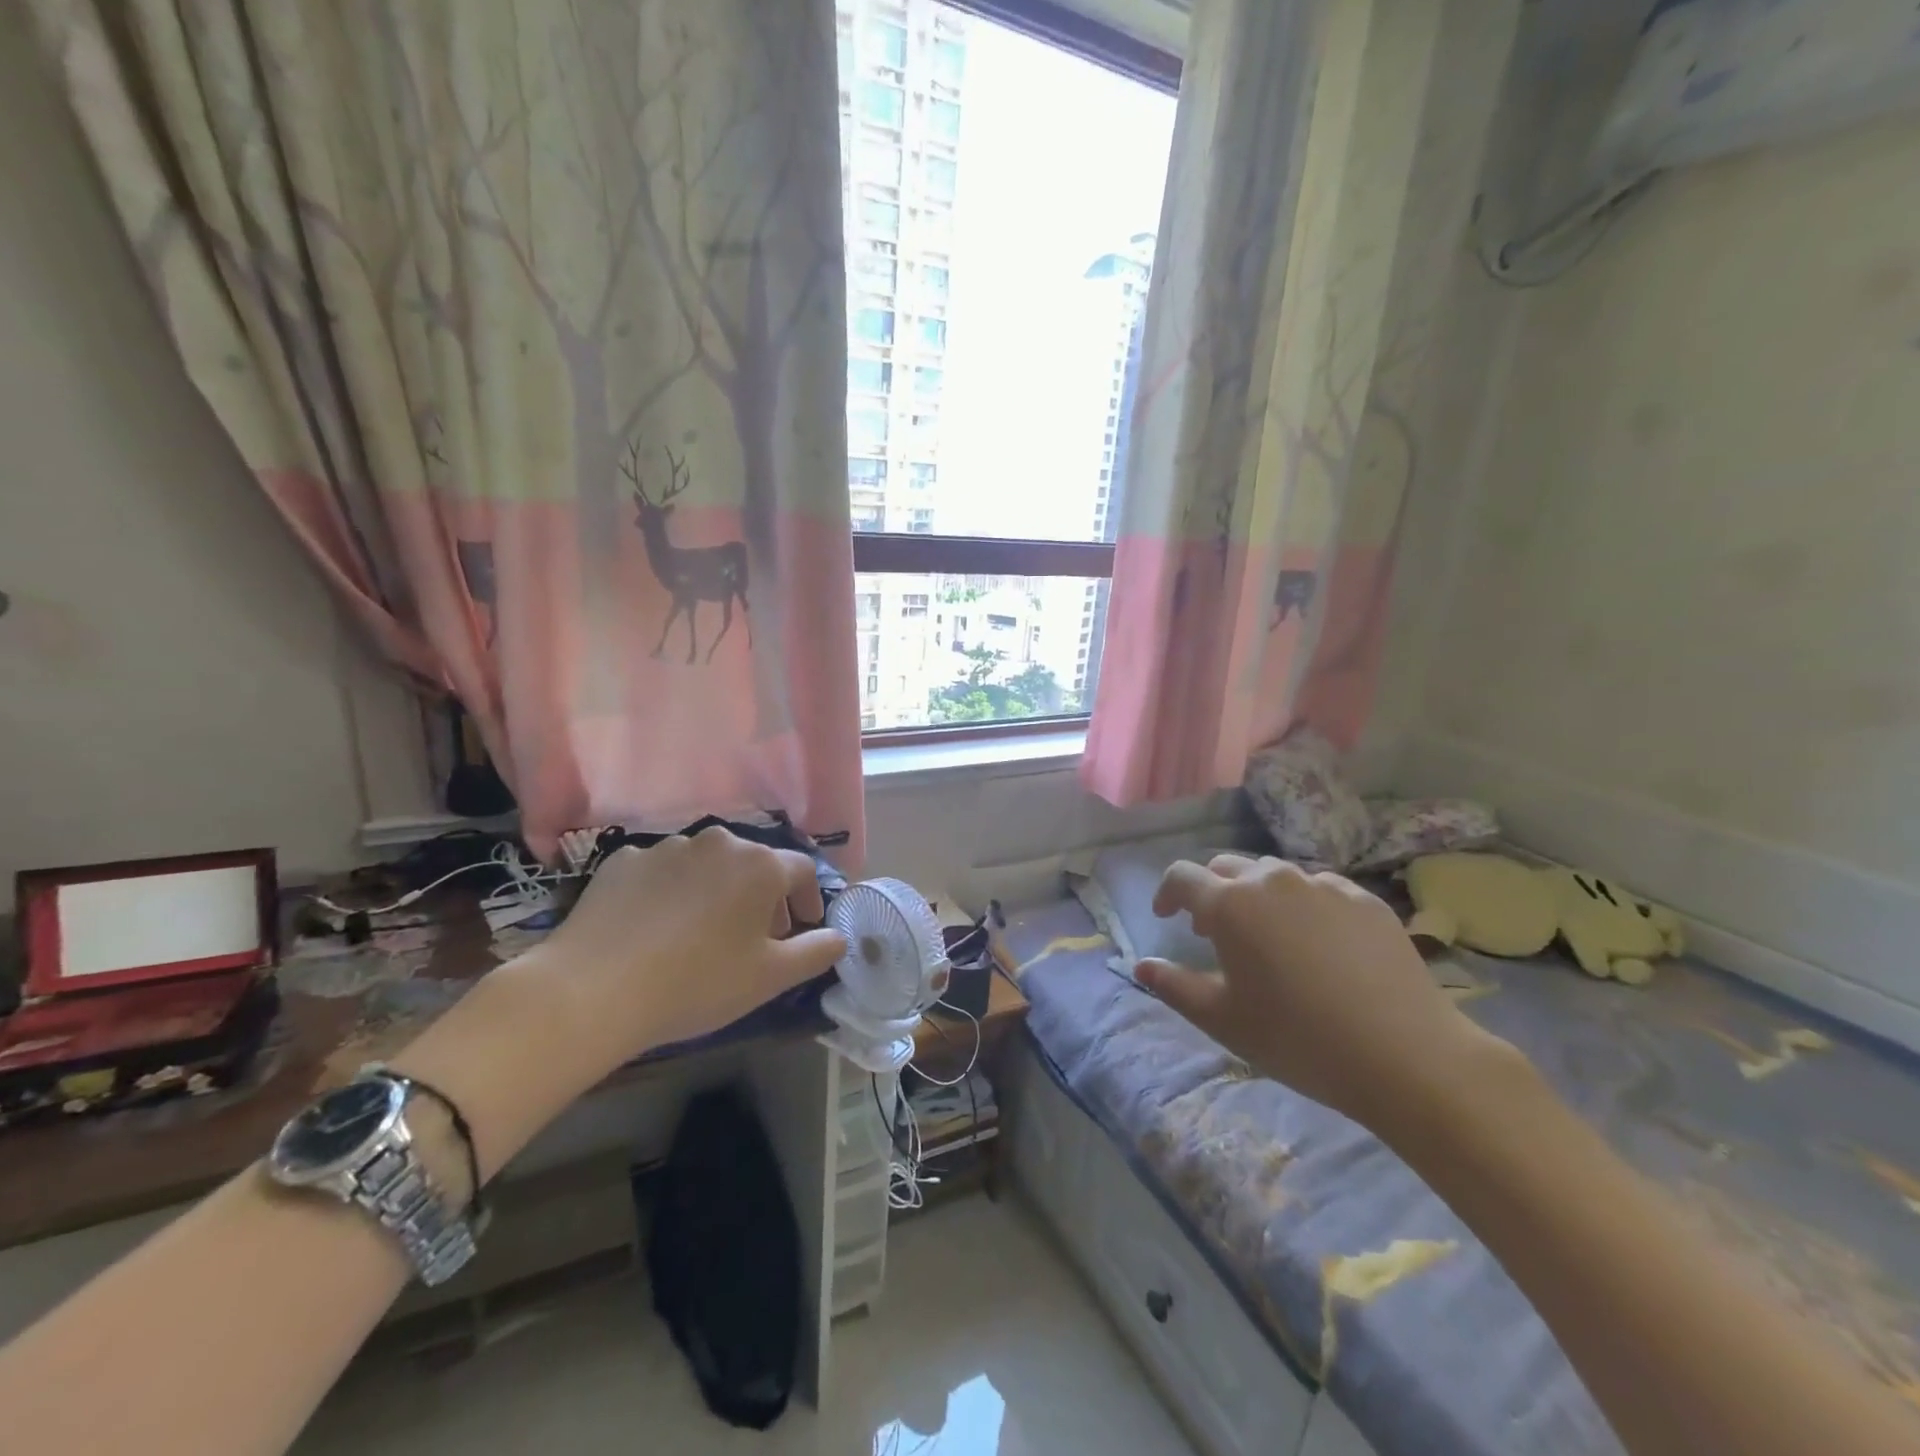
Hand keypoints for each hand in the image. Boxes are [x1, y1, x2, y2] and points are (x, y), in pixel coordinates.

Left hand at [533, 827, 848, 1061]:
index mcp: (759, 864)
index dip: (808, 900)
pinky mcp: (622, 859)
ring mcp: (666, 846)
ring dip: (716, 892)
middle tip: (753, 939)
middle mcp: (717, 841)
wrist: (593, 990)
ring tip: (700, 934)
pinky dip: (670, 893)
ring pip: (707, 866)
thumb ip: (817, 951)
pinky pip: (662, 872)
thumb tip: (838, 936)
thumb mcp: (771, 977)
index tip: (801, 929)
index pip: (802, 870)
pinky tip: (654, 929)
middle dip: (762, 897)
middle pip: (754, 864)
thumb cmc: (698, 982)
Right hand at [1138, 855, 1505, 1130]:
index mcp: (1230, 904)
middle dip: (1212, 892)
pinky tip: (1319, 944)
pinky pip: (1319, 889)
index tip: (1166, 917)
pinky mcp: (1365, 899)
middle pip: (1227, 867)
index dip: (1167, 892)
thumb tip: (1141, 965)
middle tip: (1214, 932)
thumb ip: (1174, 986)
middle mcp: (1272, 881)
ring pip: (1274, 875)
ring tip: (1268, 936)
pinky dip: (1303, 905)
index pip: (1182, 877)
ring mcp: (1323, 885)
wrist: (1407, 1056)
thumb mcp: (1223, 1020)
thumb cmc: (1298, 1039)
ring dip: (1257, 895)